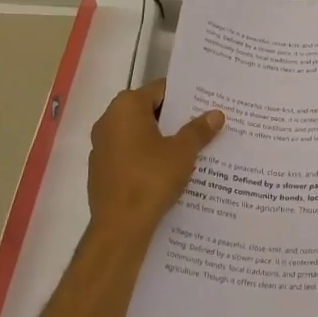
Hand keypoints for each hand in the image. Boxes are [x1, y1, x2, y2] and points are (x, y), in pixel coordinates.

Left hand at [87, 80, 223, 241]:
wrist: (120, 227)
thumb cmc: (151, 179)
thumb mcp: (183, 152)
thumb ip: (198, 130)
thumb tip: (216, 114)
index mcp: (126, 107)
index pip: (160, 90)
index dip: (184, 96)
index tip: (204, 103)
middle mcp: (108, 121)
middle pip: (147, 110)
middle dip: (174, 118)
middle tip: (202, 123)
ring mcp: (101, 146)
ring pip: (138, 134)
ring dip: (160, 138)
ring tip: (190, 147)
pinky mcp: (101, 170)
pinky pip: (129, 154)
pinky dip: (147, 157)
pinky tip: (168, 170)